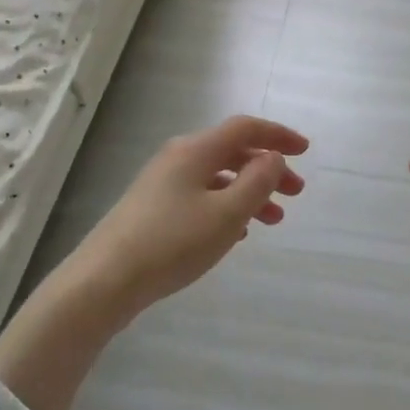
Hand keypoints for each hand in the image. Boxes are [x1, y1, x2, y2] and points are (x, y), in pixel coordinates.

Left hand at [70, 114, 308, 317]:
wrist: (103, 281)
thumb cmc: (172, 243)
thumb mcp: (227, 213)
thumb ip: (258, 182)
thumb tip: (273, 157)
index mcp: (196, 150)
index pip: (245, 128)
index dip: (278, 135)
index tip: (305, 151)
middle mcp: (178, 158)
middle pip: (232, 151)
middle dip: (268, 169)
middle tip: (296, 193)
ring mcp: (162, 184)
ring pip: (218, 177)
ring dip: (250, 192)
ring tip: (273, 220)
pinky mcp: (152, 209)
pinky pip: (201, 196)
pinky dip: (227, 205)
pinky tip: (237, 232)